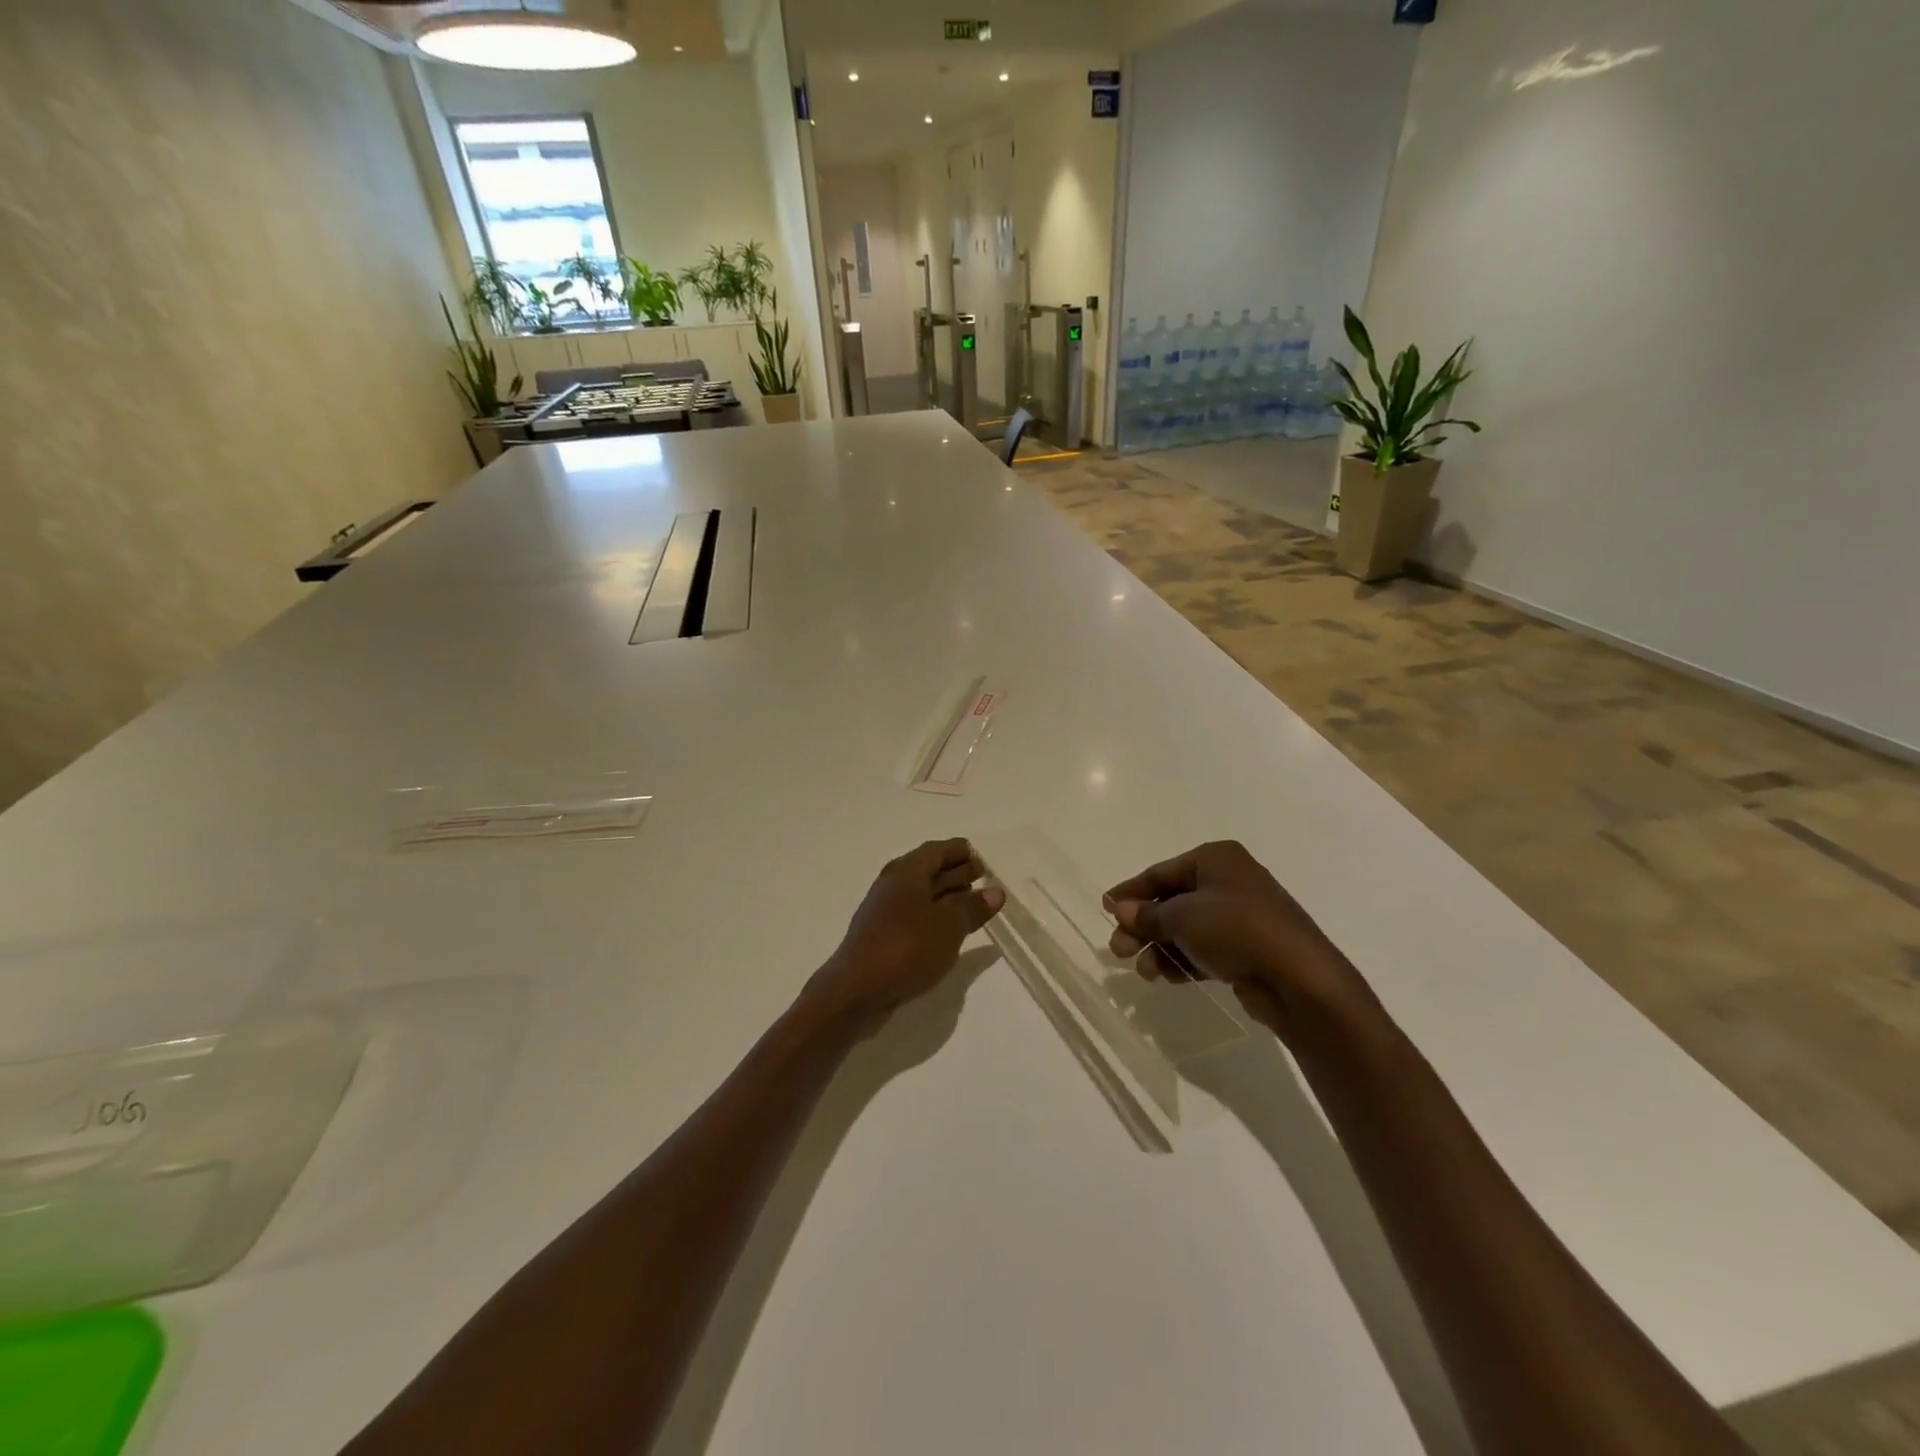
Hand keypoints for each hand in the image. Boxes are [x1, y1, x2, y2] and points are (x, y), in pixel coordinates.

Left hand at [805, 840, 1005, 1033]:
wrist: (856, 990)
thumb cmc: (907, 948)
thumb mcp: (949, 926)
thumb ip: (973, 907)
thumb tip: (995, 891)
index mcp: (906, 872)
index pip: (936, 850)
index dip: (959, 851)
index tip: (980, 857)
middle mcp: (893, 885)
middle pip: (928, 870)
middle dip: (955, 872)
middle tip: (982, 878)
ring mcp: (884, 911)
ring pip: (921, 895)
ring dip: (947, 896)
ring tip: (973, 904)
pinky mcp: (882, 936)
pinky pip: (914, 916)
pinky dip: (934, 916)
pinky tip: (949, 931)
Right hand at [1105, 841, 1379, 1043]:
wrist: (1299, 979)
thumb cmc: (1237, 930)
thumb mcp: (1183, 917)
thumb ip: (1148, 914)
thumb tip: (1120, 909)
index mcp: (1215, 858)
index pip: (1161, 872)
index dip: (1131, 891)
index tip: (1104, 908)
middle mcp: (1229, 881)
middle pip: (1172, 901)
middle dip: (1143, 927)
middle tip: (1119, 950)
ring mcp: (1241, 916)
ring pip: (1187, 928)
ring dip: (1161, 948)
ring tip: (1145, 972)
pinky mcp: (1248, 948)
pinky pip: (1205, 948)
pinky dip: (1184, 960)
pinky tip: (1168, 977)